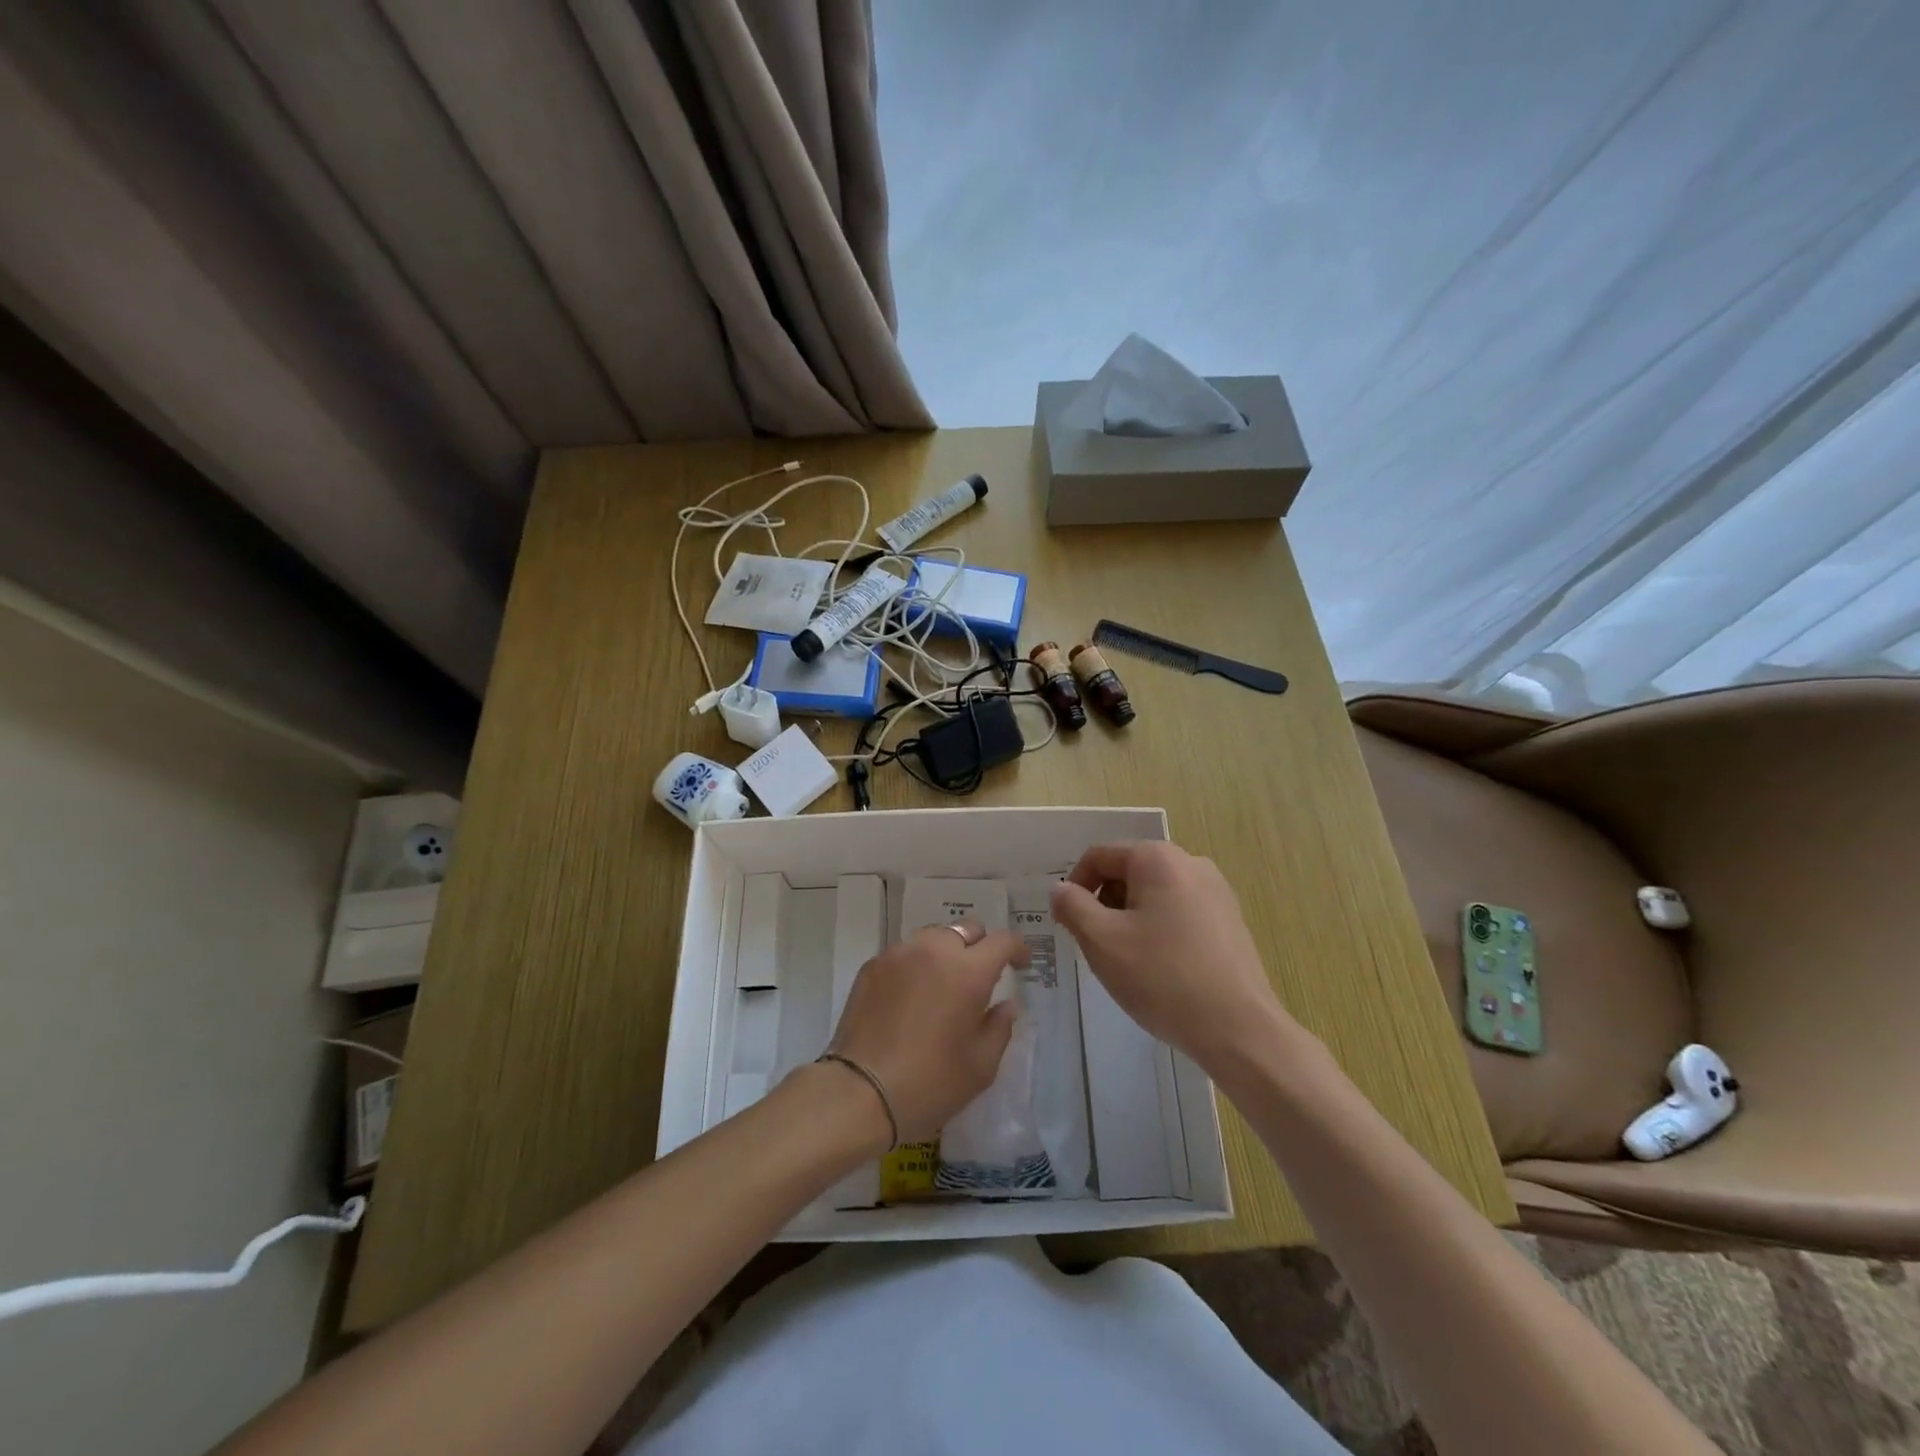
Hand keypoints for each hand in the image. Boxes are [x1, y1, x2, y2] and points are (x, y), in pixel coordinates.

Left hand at [828, 923, 1028, 1143]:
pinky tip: (911, 997)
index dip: (1017, 949)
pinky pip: (904, 953)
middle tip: (980, 977)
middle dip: (980, 947)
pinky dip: (916, 965)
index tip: (1020, 965)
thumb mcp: (981, 1066)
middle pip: (966, 930)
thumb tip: (1006, 1005)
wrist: (860, 1093)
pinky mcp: (872, 966)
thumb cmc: (930, 1083)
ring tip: (943, 985)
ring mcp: (899, 954)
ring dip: (946, 952)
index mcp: (968, 972)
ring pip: (933, 937)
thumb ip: (999, 1027)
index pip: (1002, 941)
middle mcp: (934, 950)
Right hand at [1051, 841, 1295, 1070]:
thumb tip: (1061, 889)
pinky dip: (1159, 931)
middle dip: (1105, 904)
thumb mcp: (1102, 941)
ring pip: (1154, 894)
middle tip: (1097, 946)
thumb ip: (1072, 906)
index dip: (1075, 886)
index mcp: (1158, 858)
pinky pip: (1179, 913)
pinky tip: (1160, 970)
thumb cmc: (1162, 977)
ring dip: (1130, 919)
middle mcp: (1190, 863)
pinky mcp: (1230, 921)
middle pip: (1128, 872)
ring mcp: (1216, 892)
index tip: (1068, 924)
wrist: (1239, 1029)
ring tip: (1129, 962)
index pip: (1100, 856)